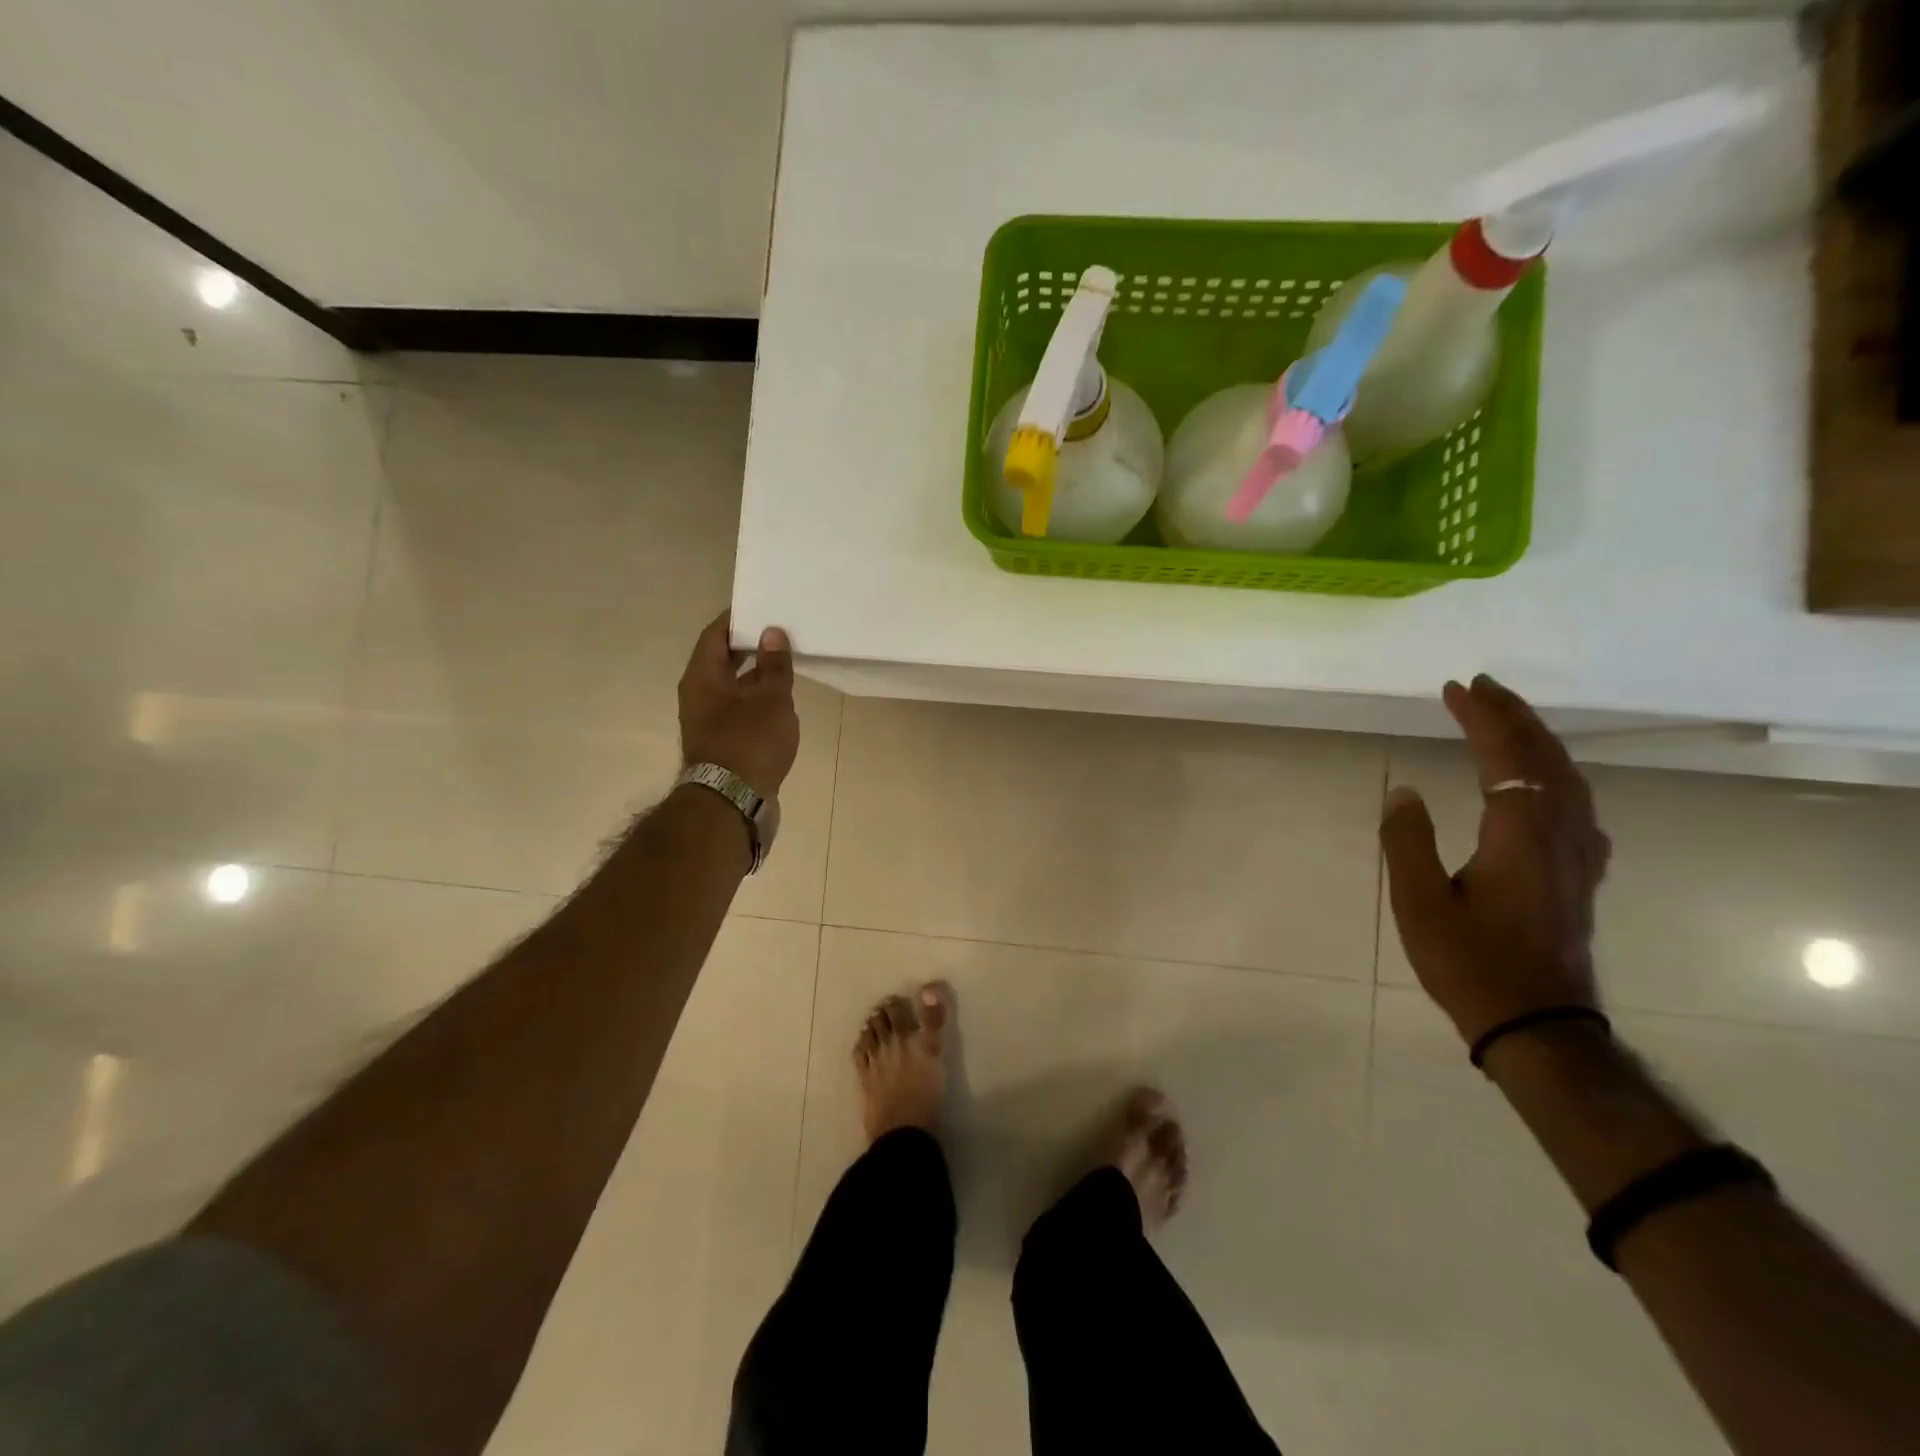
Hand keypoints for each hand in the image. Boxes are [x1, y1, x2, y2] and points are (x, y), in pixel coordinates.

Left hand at [678, 614, 799, 796]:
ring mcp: (709, 721)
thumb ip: (774, 665)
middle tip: (779, 632)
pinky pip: (739, 709)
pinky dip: (756, 699)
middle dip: (749, 646)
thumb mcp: (771, 699)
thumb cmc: (749, 742)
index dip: (736, 619)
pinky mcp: (722, 743)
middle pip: (721, 660)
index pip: (715, 634)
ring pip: (732, 687)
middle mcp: (698, 695)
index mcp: (702, 677)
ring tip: (786, 663)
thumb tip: (772, 633)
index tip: (761, 607)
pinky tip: (781, 701)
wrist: (732, 802)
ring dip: (755, 675)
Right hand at [1378, 675, 1611, 1046]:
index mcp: (1519, 836)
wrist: (1539, 1026)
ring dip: (1538, 741)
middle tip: (1481, 688)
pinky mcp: (1580, 876)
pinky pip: (1576, 805)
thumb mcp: (1420, 903)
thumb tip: (1403, 792)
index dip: (1482, 719)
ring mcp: (1577, 857)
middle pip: (1546, 759)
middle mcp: (1558, 836)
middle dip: (1514, 717)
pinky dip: (1557, 775)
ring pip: (1569, 780)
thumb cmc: (1471, 964)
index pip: (1506, 758)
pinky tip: (1546, 783)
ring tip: (1508, 719)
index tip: (1455, 690)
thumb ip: (1408, 841)